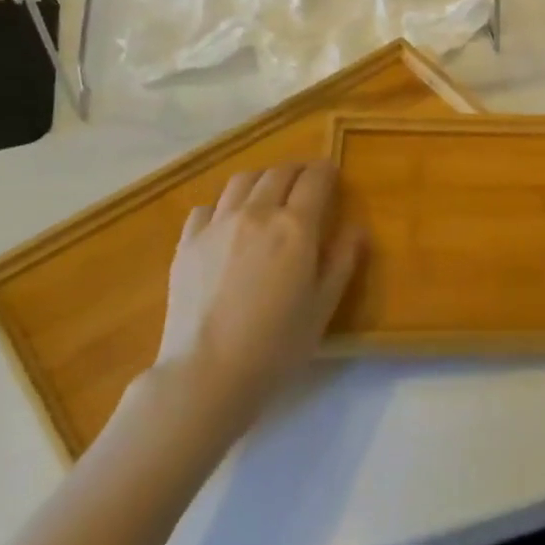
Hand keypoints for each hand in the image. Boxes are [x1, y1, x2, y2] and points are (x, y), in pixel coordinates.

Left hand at [151, 160, 363, 435]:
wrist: (207, 373)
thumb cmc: (277, 344)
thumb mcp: (324, 305)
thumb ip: (343, 259)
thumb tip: (356, 227)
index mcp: (296, 226)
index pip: (315, 179)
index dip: (327, 171)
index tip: (333, 175)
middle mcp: (257, 213)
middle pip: (279, 172)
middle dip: (298, 171)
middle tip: (307, 182)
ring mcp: (217, 224)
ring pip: (242, 180)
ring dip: (263, 179)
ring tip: (269, 194)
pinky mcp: (187, 242)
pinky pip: (208, 206)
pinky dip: (225, 205)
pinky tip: (229, 223)